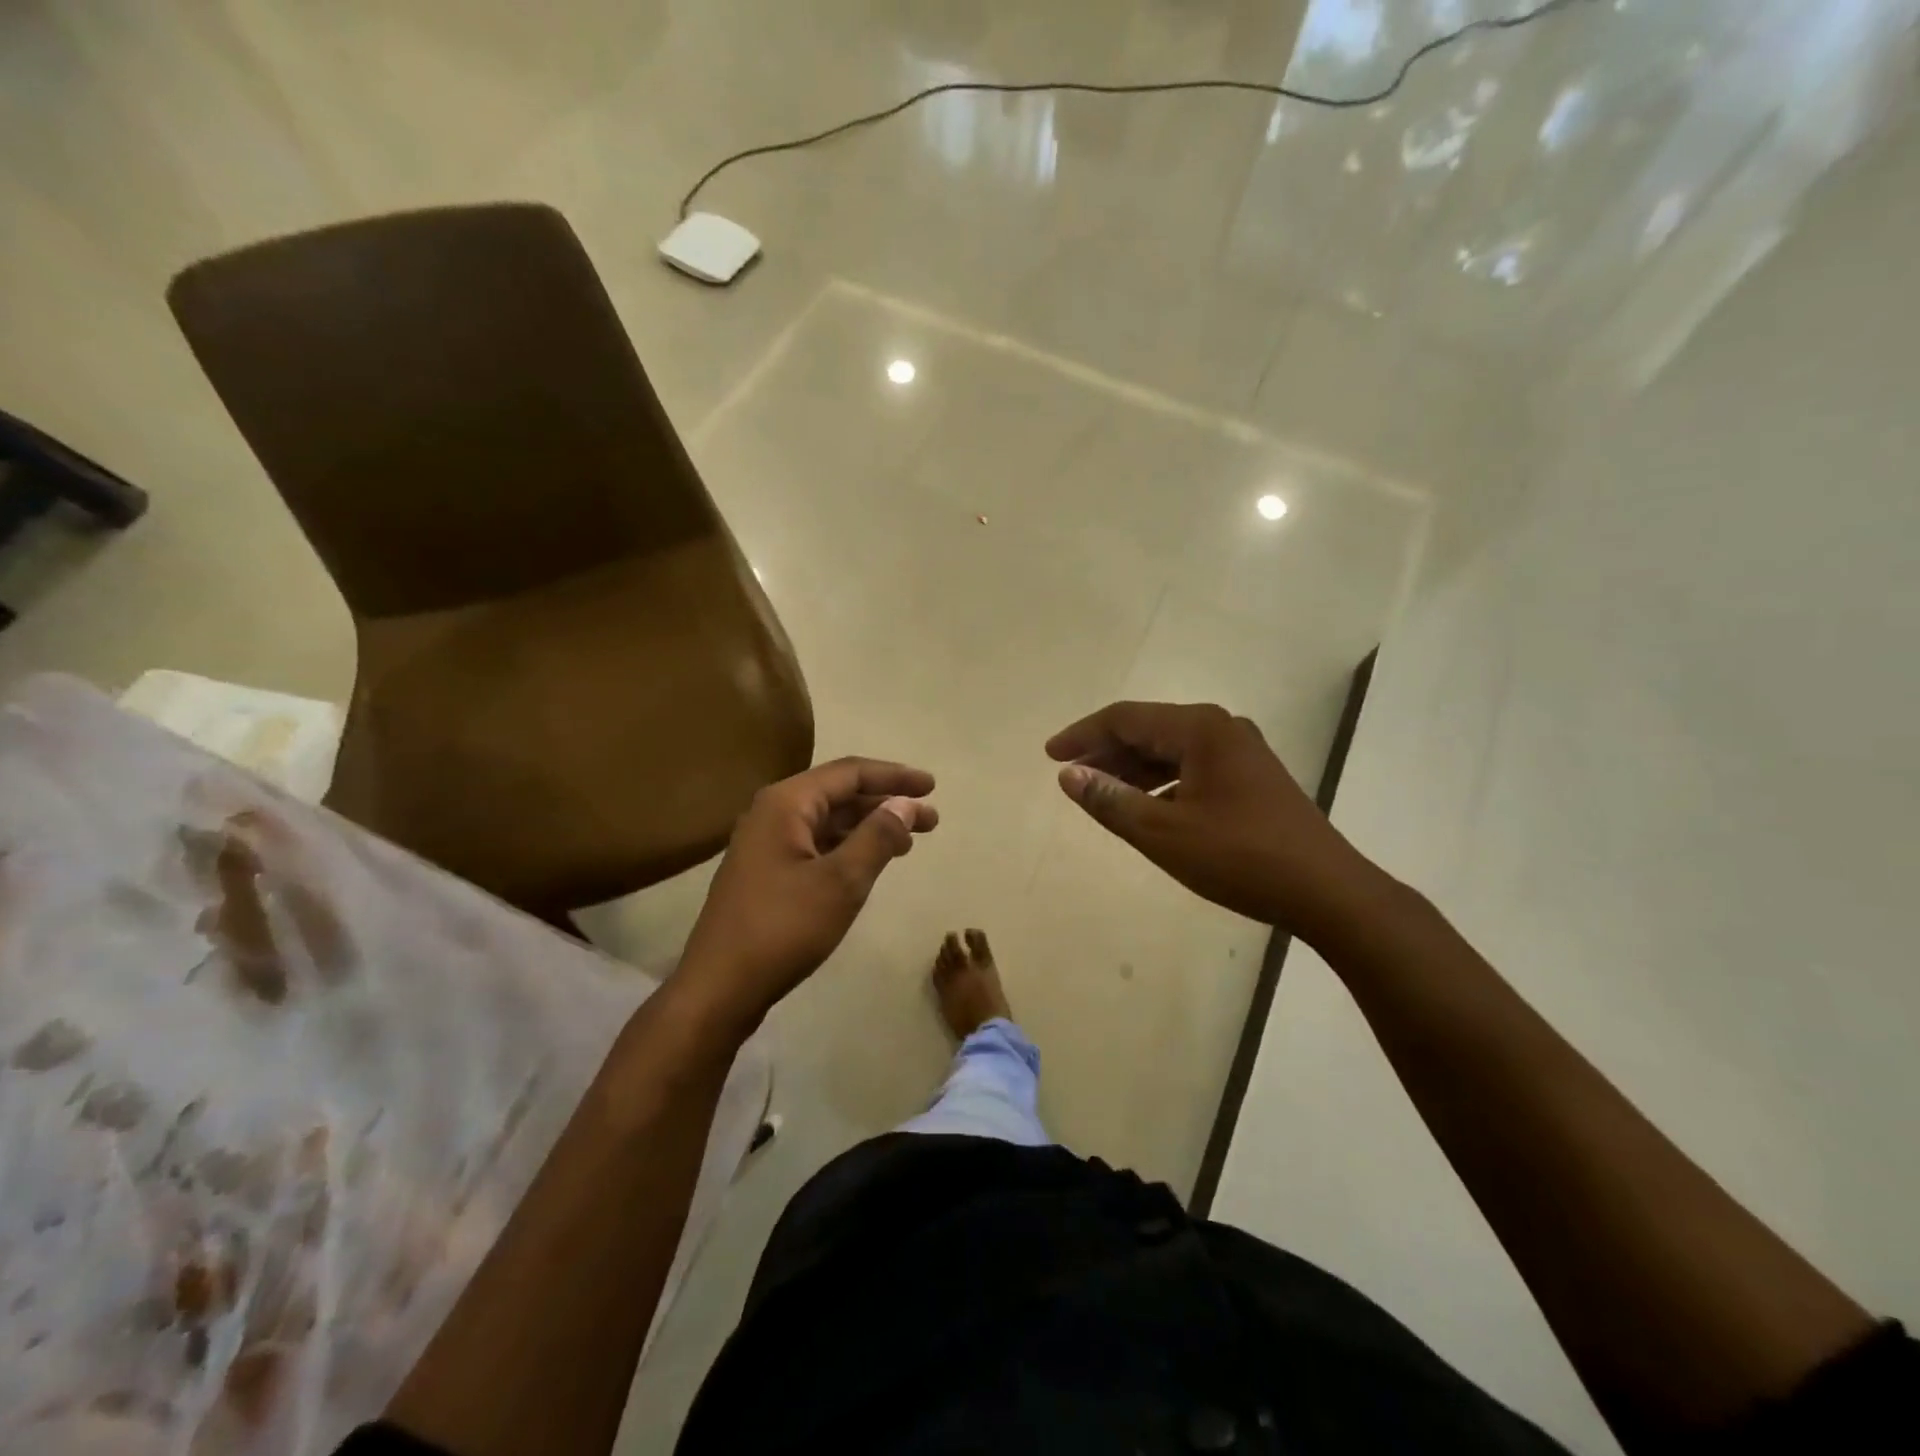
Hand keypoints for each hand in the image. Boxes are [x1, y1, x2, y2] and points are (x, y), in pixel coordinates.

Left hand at [675, 757, 936, 1032]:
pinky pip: (816, 845)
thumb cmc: (783, 928)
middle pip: (839, 795)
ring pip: (828, 822)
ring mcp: (766, 844)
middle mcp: (772, 813)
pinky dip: (848, 848)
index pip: (849, 773)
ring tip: (909, 842)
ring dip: (869, 827)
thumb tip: (905, 805)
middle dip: (886, 803)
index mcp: (786, 803)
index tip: (931, 786)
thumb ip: (877, 837)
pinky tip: (870, 863)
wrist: (719, 987)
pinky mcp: (766, 872)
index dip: (894, 777)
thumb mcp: (841, 881)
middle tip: (931, 819)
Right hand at [1046, 701, 1381, 941]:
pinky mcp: (1252, 777)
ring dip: (1132, 768)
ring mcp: (1241, 752)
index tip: (1050, 756)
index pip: (1125, 718)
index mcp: (1200, 729)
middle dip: (1106, 752)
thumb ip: (1110, 800)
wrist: (1326, 891)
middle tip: (1070, 776)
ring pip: (1170, 750)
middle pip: (1148, 730)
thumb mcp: (1162, 833)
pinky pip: (1192, 767)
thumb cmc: (1239, 857)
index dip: (1083, 735)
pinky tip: (1146, 806)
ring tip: (1100, 792)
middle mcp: (1222, 728)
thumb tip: (1068, 775)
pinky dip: (1161, 782)